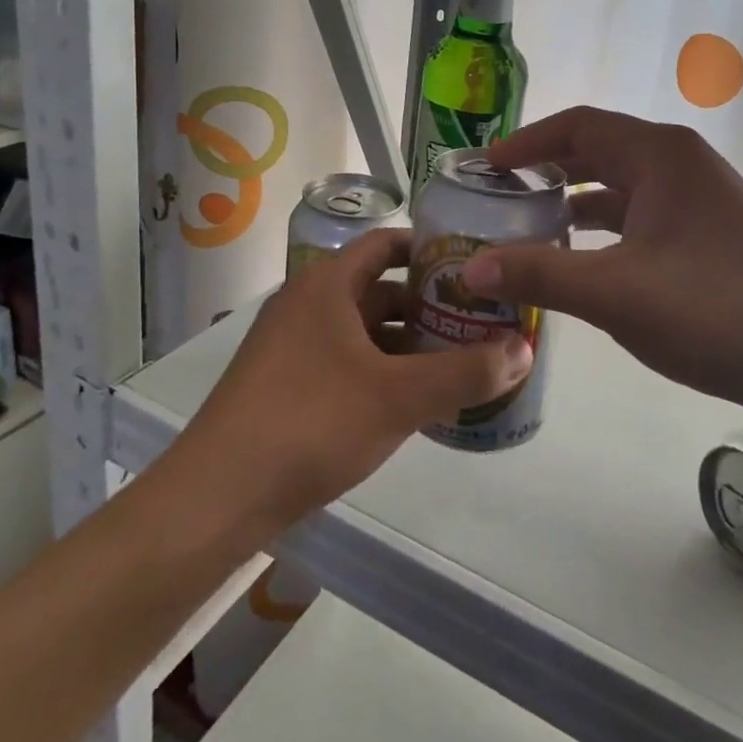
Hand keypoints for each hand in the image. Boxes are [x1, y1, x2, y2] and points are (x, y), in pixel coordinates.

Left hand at [184, 229, 531, 533]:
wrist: (218, 497)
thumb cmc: (312, 423)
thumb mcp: (398, 397)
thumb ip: (465, 372)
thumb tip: (524, 350)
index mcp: (327, 286)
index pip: (384, 244)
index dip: (427, 249)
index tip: (470, 265)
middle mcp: (305, 305)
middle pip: (377, 291)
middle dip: (426, 306)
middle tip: (476, 322)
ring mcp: (290, 347)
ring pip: (361, 332)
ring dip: (405, 344)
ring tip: (455, 364)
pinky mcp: (283, 386)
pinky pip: (344, 363)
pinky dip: (379, 372)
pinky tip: (410, 402)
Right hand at [463, 108, 742, 421]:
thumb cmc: (714, 311)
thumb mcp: (615, 293)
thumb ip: (539, 275)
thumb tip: (468, 269)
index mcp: (660, 154)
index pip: (578, 126)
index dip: (526, 142)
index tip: (483, 166)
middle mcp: (682, 163)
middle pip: (599, 151)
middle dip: (547, 170)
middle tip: (497, 196)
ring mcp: (701, 198)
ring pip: (622, 186)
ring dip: (576, 202)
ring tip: (528, 226)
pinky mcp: (712, 233)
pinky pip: (643, 216)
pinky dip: (607, 229)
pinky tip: (583, 260)